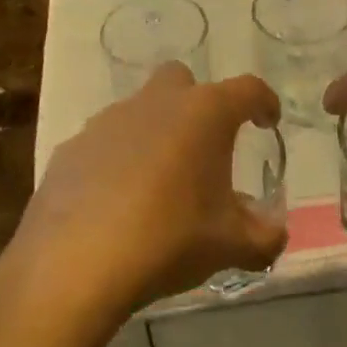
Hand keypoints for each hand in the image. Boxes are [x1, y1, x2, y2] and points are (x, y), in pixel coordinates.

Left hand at [3, 65, 287, 329]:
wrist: (75, 265)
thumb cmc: (169, 240)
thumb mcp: (230, 245)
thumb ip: (264, 236)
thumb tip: (274, 233)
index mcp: (204, 114)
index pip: (248, 90)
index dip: (264, 102)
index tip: (268, 121)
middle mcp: (156, 103)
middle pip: (183, 81)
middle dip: (199, 104)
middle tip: (206, 146)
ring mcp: (107, 122)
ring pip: (140, 111)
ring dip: (156, 134)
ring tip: (160, 183)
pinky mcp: (71, 148)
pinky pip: (105, 144)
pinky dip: (118, 161)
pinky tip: (117, 202)